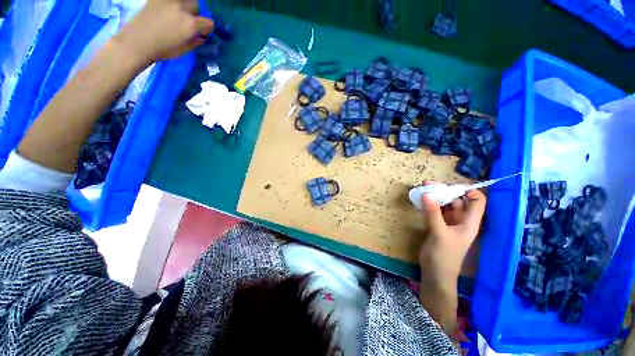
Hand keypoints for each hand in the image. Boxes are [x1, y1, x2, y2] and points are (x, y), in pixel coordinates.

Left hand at [115, 0, 213, 64]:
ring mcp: (169, 1)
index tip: (203, 33)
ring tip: (178, 15)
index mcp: (191, 24)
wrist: (136, 42)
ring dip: (185, 6)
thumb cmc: (162, 50)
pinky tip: (168, 11)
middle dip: (196, 14)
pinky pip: (169, 0)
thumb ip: (194, 42)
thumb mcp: (183, 51)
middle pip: (196, 6)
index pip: (209, 22)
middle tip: (190, 22)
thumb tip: (201, 37)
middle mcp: (182, 9)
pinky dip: (172, 4)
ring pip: (184, 0)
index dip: (207, 28)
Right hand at [418, 182, 485, 287]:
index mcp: (469, 222)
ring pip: (444, 204)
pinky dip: (428, 204)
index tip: (448, 185)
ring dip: (435, 196)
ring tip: (421, 189)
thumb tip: (426, 193)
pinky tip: (419, 201)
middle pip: (457, 200)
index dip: (467, 190)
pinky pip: (434, 210)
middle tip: (427, 184)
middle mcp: (460, 220)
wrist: (435, 274)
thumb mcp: (439, 233)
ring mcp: (448, 223)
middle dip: (445, 190)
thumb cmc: (443, 256)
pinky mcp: (437, 225)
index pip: (476, 201)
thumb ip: (433, 213)